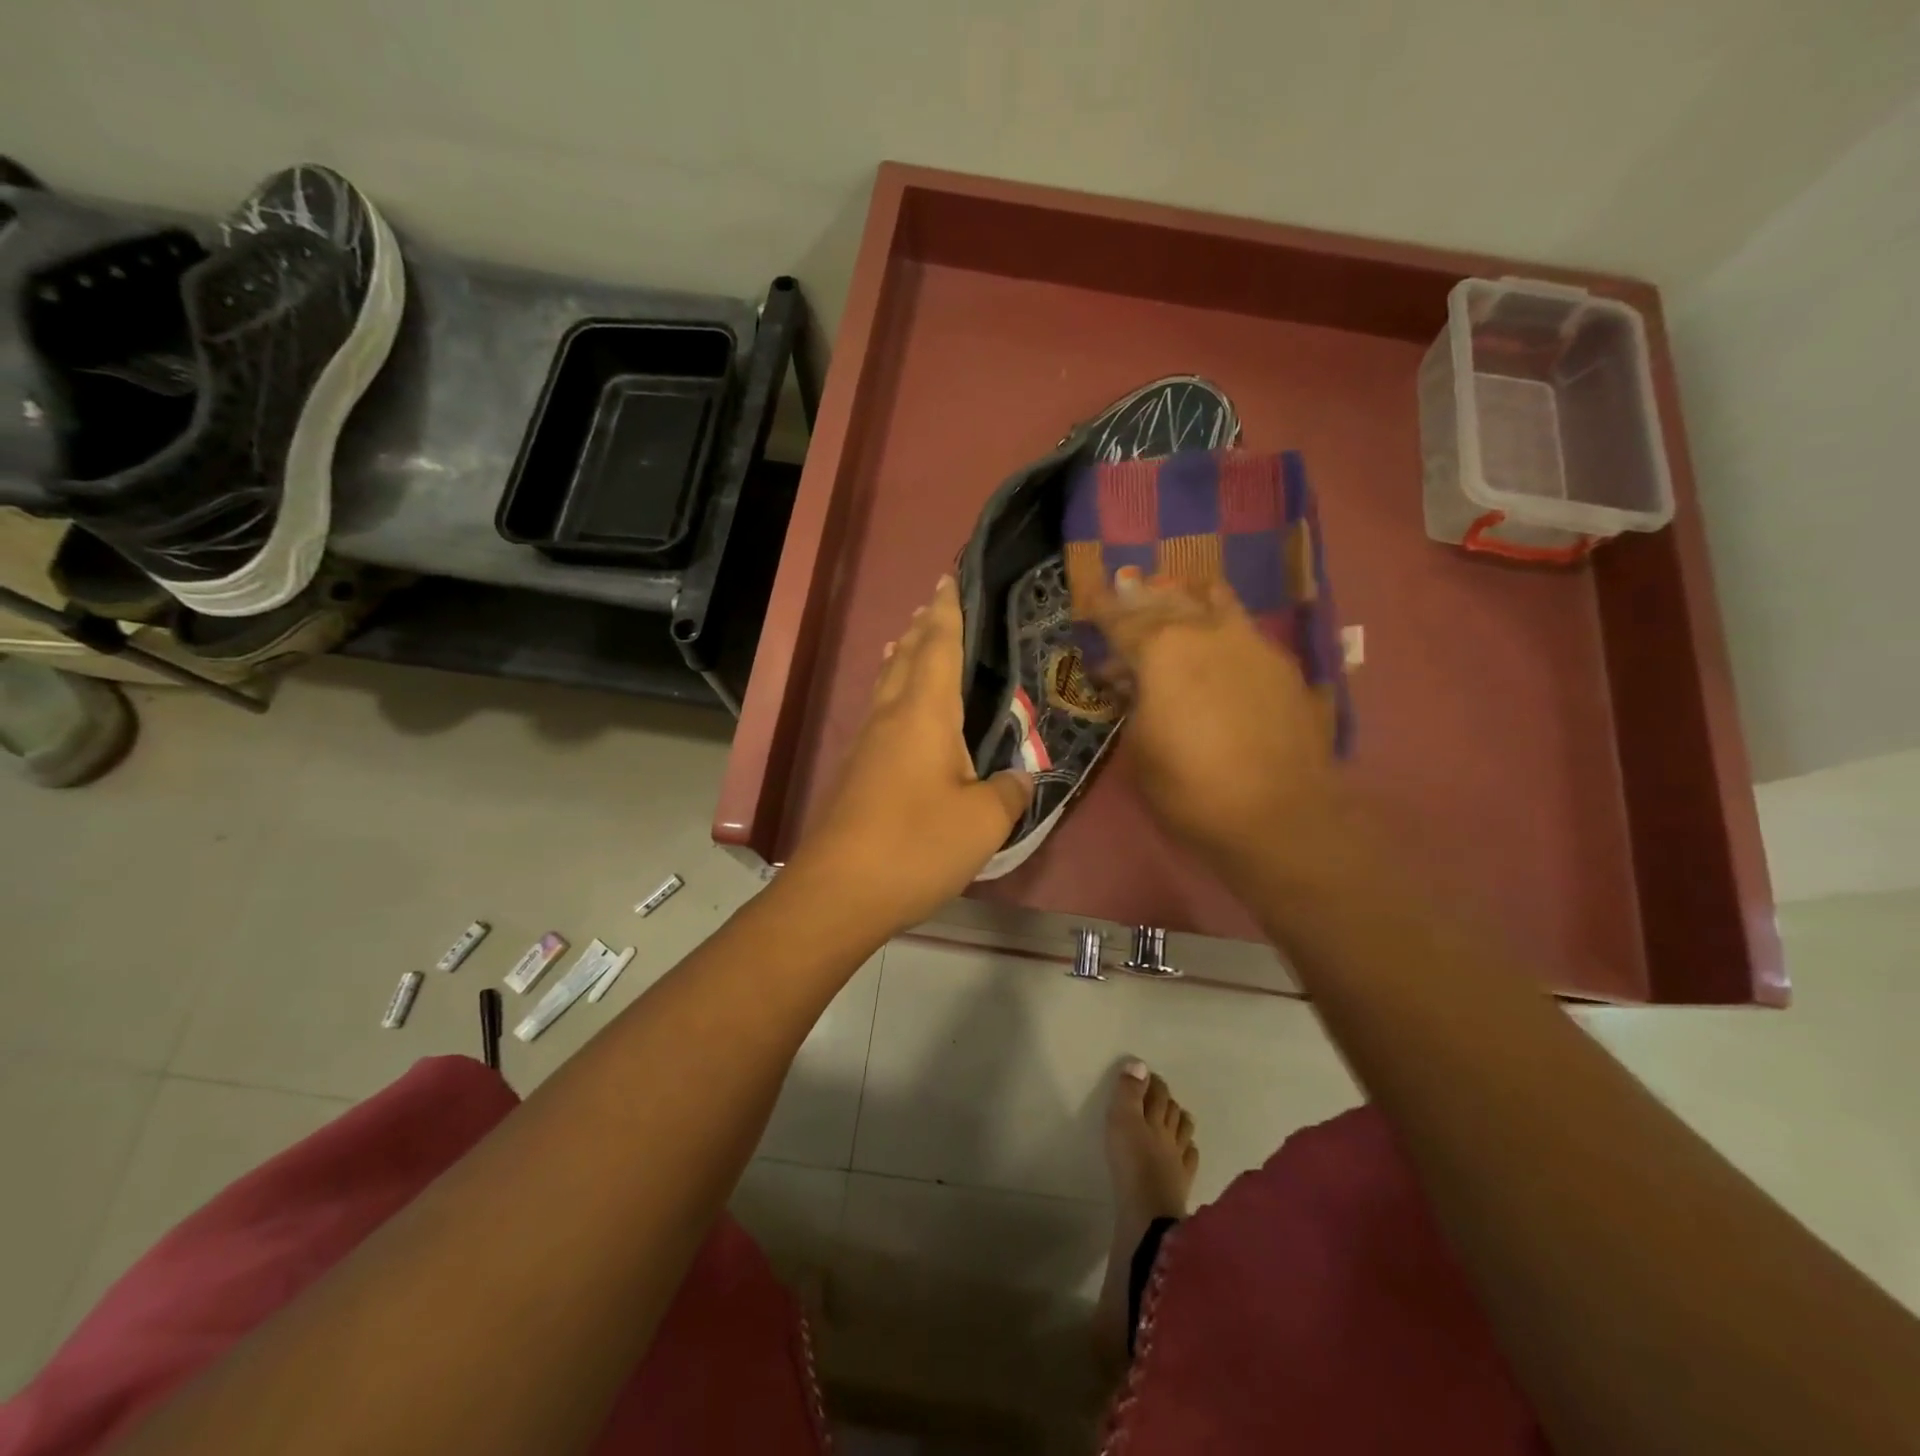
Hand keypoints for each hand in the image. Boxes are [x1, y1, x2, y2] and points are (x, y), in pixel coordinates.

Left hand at [791, 576, 1032, 934]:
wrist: (839, 891)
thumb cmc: (916, 846)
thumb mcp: (983, 821)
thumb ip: (1008, 791)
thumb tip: (1020, 776)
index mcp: (925, 713)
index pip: (938, 645)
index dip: (947, 611)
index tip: (949, 578)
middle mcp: (891, 716)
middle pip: (906, 656)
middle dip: (923, 626)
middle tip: (936, 600)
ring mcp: (868, 743)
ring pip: (888, 682)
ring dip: (903, 655)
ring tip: (912, 638)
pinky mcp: (857, 771)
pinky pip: (880, 711)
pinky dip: (894, 690)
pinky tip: (900, 707)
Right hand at [1087, 568, 1340, 881]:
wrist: (1281, 815)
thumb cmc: (1190, 788)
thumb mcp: (1138, 751)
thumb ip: (1130, 705)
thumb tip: (1126, 683)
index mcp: (1161, 650)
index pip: (1121, 619)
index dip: (1100, 609)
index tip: (1088, 597)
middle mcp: (1206, 632)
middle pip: (1166, 601)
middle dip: (1141, 598)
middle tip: (1125, 594)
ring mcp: (1252, 643)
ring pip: (1214, 602)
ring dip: (1187, 600)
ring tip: (1176, 599)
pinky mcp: (1285, 665)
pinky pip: (1244, 630)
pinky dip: (1222, 628)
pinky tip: (1219, 644)